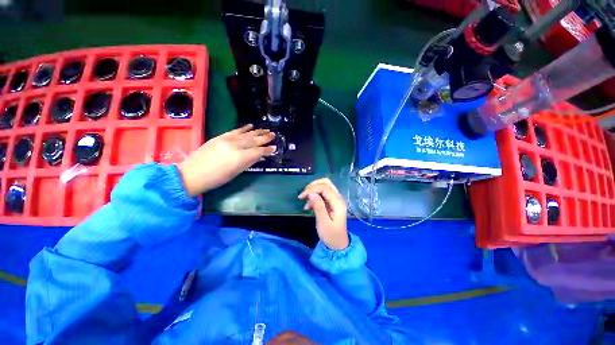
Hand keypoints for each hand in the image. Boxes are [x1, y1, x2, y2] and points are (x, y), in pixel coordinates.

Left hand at [177, 124, 275, 195]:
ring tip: (266, 129)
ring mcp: (227, 139)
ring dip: (257, 131)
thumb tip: (259, 157)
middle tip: (273, 134)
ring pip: (246, 134)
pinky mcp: (220, 136)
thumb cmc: (217, 178)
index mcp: (241, 157)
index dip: (267, 150)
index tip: (274, 148)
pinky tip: (251, 126)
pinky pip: (235, 131)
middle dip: (265, 138)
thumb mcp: (236, 172)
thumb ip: (249, 162)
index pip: (258, 151)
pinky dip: (244, 128)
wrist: (193, 173)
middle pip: (254, 140)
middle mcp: (236, 146)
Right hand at [298, 178, 348, 249]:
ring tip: (304, 200)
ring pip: (324, 186)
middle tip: (303, 194)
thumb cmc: (331, 235)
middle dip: (313, 186)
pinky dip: (315, 196)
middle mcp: (338, 198)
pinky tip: (308, 206)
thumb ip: (318, 207)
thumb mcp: (323, 222)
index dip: (312, 189)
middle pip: (326, 183)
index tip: (301, 196)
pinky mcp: (332, 203)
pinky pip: (323, 194)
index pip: (324, 188)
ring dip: (313, 190)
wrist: (338, 244)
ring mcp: (335, 200)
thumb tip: (311, 194)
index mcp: (338, 202)